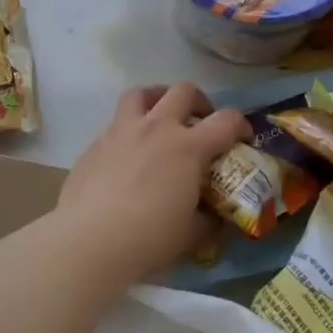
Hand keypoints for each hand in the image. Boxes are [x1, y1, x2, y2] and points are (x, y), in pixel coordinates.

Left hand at [56, 84, 250, 281]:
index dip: (241, 125)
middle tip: (200, 122)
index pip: (226, 121)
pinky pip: (115, 123)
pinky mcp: (94, 144)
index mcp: (188, 147)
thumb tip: (215, 218)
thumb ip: (208, 220)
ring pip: (141, 93)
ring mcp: (121, 131)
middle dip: (199, 102)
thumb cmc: (149, 237)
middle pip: (183, 91)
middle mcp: (157, 128)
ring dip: (157, 99)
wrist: (90, 241)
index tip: (243, 139)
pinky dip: (128, 130)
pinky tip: (127, 156)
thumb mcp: (191, 234)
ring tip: (159, 119)